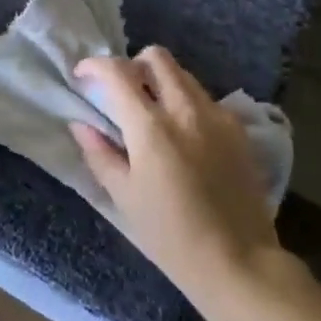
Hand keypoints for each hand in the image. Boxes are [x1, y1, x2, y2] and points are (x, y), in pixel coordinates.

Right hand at [71, 46, 278, 292]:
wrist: (239, 262)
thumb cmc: (171, 236)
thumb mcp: (124, 197)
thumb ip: (100, 154)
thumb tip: (81, 124)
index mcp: (151, 127)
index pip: (118, 72)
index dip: (95, 66)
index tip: (83, 77)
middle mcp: (185, 110)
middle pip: (157, 58)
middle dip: (133, 65)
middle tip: (122, 92)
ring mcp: (217, 116)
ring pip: (183, 75)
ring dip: (161, 81)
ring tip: (152, 112)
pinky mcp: (238, 130)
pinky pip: (206, 98)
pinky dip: (187, 102)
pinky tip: (184, 134)